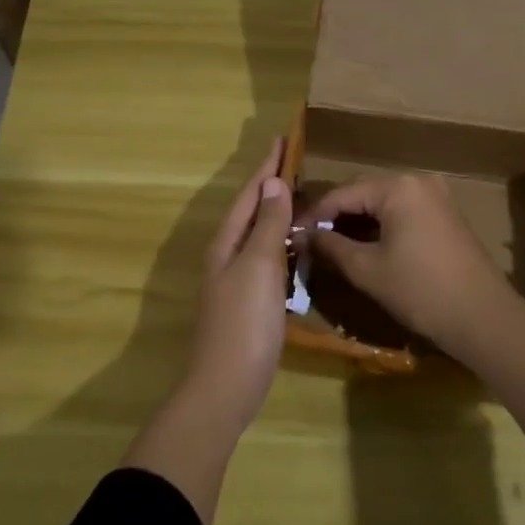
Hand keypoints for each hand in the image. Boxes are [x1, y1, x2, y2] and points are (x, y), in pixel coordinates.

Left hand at [189, 139, 292, 428]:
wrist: (226, 386)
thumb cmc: (244, 322)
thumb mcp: (259, 267)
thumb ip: (267, 225)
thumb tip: (272, 182)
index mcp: (227, 243)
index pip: (249, 194)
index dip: (266, 166)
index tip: (282, 138)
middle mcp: (227, 256)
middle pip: (250, 210)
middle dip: (269, 185)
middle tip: (293, 161)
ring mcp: (236, 281)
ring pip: (257, 234)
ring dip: (274, 212)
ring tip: (297, 195)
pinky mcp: (248, 302)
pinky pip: (266, 258)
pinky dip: (280, 242)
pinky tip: (295, 247)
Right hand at [305, 173, 520, 354]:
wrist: (483, 317)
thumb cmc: (420, 291)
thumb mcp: (367, 269)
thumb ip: (331, 246)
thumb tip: (303, 234)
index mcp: (398, 187)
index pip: (342, 194)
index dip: (314, 214)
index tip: (291, 233)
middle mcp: (418, 181)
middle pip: (364, 193)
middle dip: (336, 216)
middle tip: (309, 240)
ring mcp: (437, 196)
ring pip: (384, 203)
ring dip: (358, 222)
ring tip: (331, 245)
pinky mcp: (446, 214)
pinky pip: (403, 212)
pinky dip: (381, 226)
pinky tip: (365, 246)